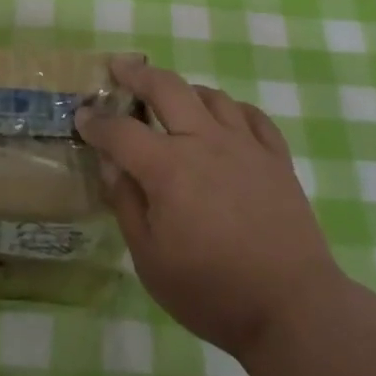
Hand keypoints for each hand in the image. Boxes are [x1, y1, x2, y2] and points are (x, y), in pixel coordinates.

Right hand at [77, 59, 345, 359]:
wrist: (292, 308)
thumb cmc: (213, 291)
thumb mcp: (151, 261)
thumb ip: (127, 205)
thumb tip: (110, 165)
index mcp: (168, 168)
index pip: (121, 132)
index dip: (97, 122)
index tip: (82, 115)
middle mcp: (205, 141)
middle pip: (166, 88)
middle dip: (137, 74)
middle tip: (120, 68)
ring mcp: (245, 145)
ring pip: (211, 96)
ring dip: (185, 90)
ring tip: (172, 97)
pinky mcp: (276, 157)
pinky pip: (253, 116)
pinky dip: (233, 109)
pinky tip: (226, 118)